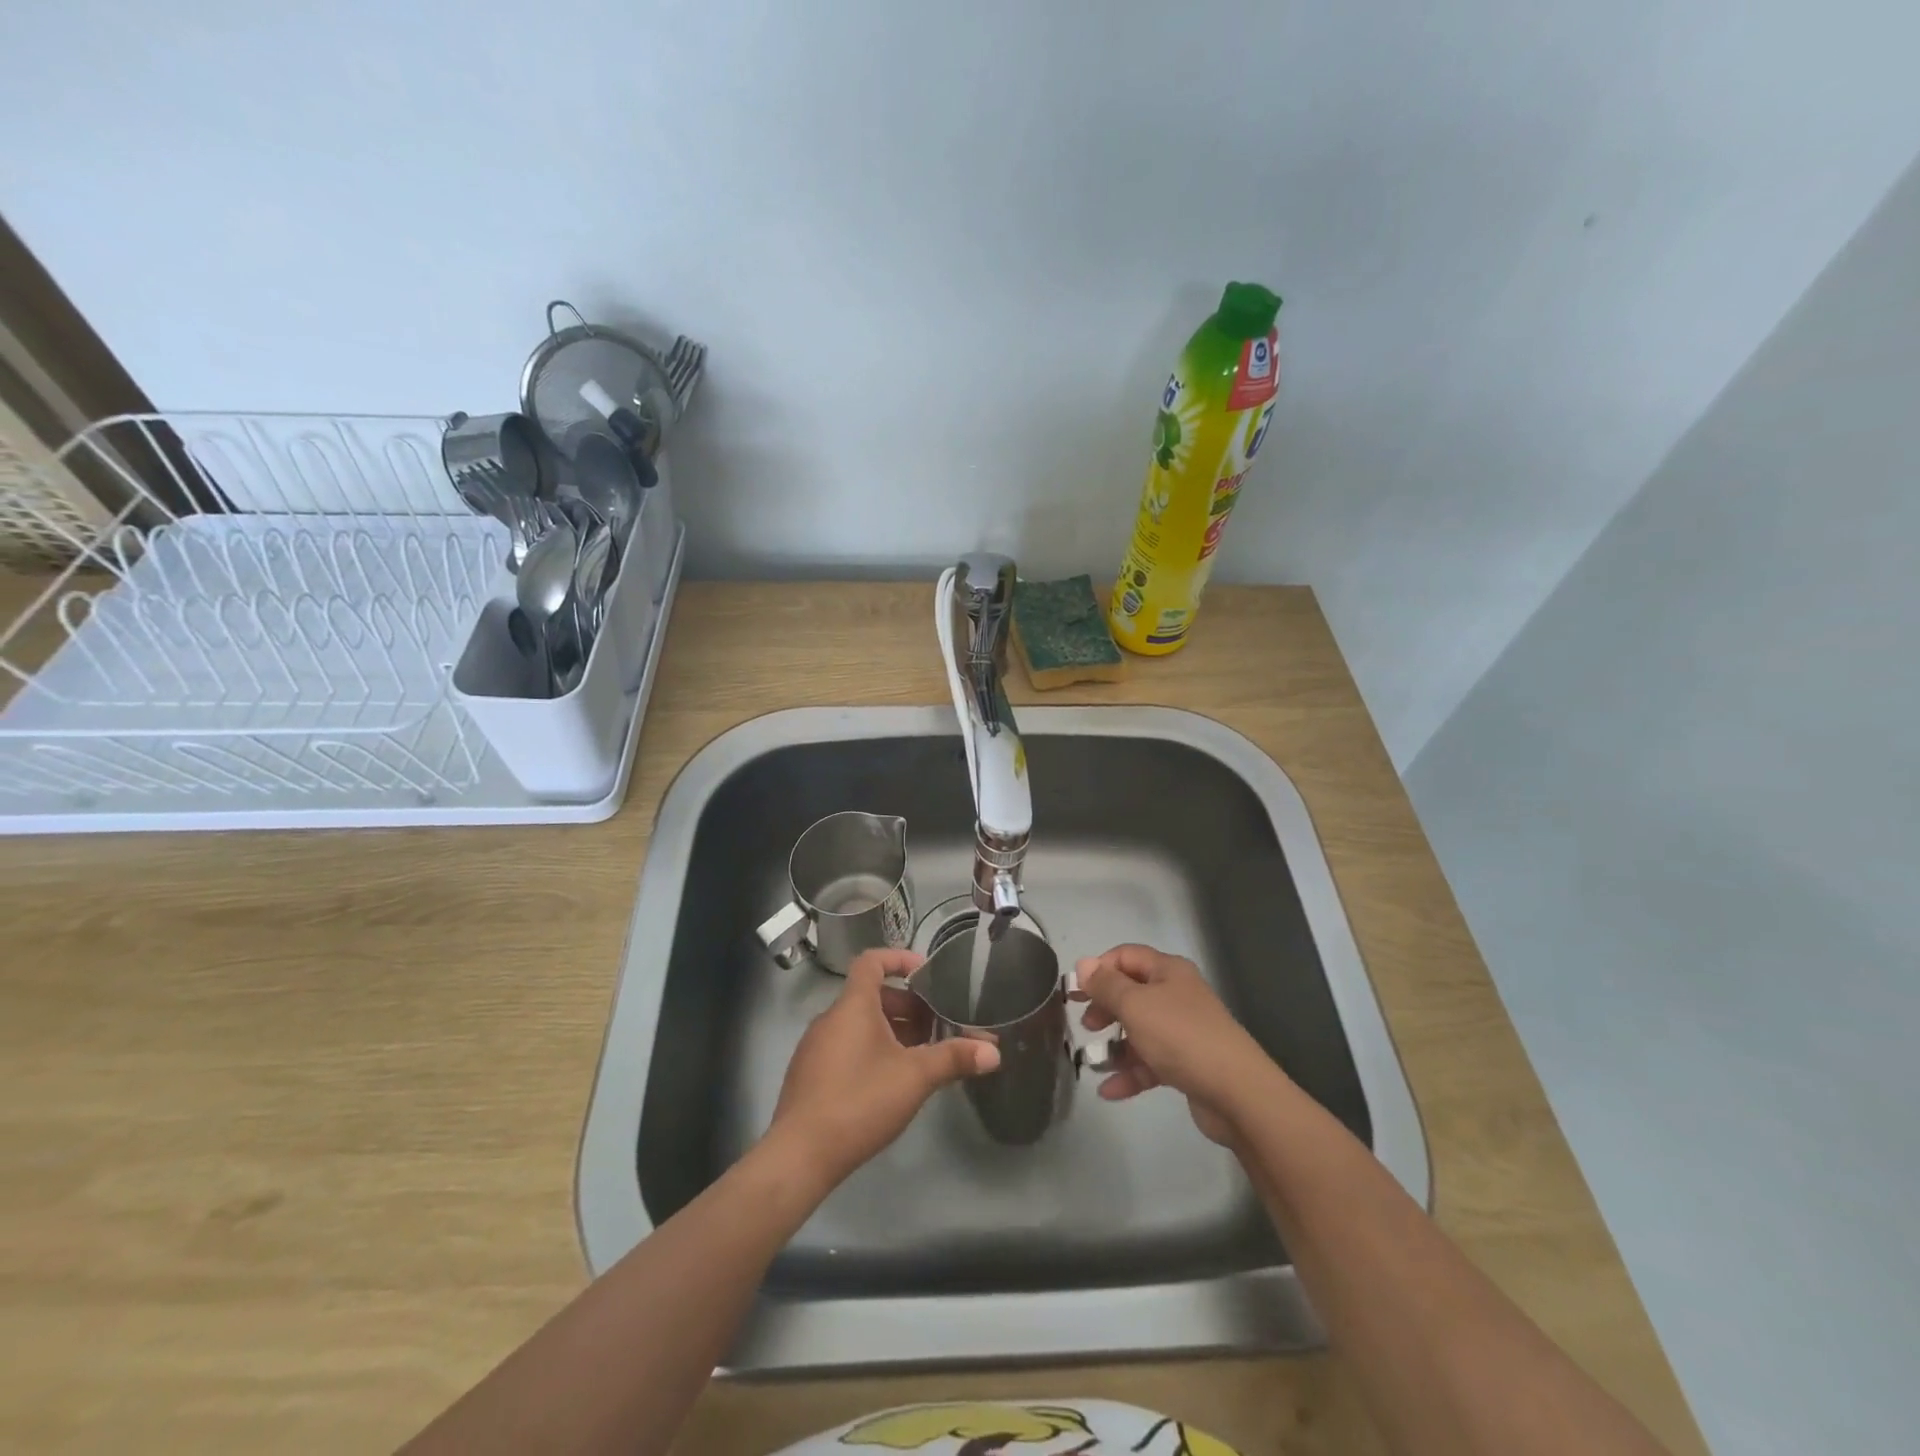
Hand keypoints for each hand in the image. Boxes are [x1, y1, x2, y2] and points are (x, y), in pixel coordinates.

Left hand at [766, 947, 999, 1189]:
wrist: (800, 1155)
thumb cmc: (859, 1101)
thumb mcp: (914, 1078)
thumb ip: (954, 1058)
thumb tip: (994, 1051)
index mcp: (853, 1006)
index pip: (871, 961)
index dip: (898, 958)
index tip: (925, 971)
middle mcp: (830, 1018)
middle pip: (870, 996)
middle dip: (906, 1006)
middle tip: (935, 1025)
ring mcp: (815, 1048)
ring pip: (859, 1024)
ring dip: (891, 1031)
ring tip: (920, 1056)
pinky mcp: (809, 1075)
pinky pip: (845, 1046)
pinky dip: (871, 1050)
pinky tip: (889, 1082)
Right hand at [1073, 943, 1278, 1145]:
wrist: (1237, 1093)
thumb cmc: (1180, 1036)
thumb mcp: (1135, 1005)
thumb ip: (1105, 985)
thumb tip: (1083, 964)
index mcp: (1168, 971)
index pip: (1126, 956)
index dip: (1098, 969)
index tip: (1074, 991)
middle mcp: (1176, 995)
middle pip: (1131, 993)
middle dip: (1104, 1008)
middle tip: (1085, 1025)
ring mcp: (1183, 1031)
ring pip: (1140, 1031)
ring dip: (1115, 1046)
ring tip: (1093, 1062)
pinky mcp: (1187, 1064)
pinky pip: (1150, 1063)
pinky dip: (1130, 1073)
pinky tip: (1108, 1091)